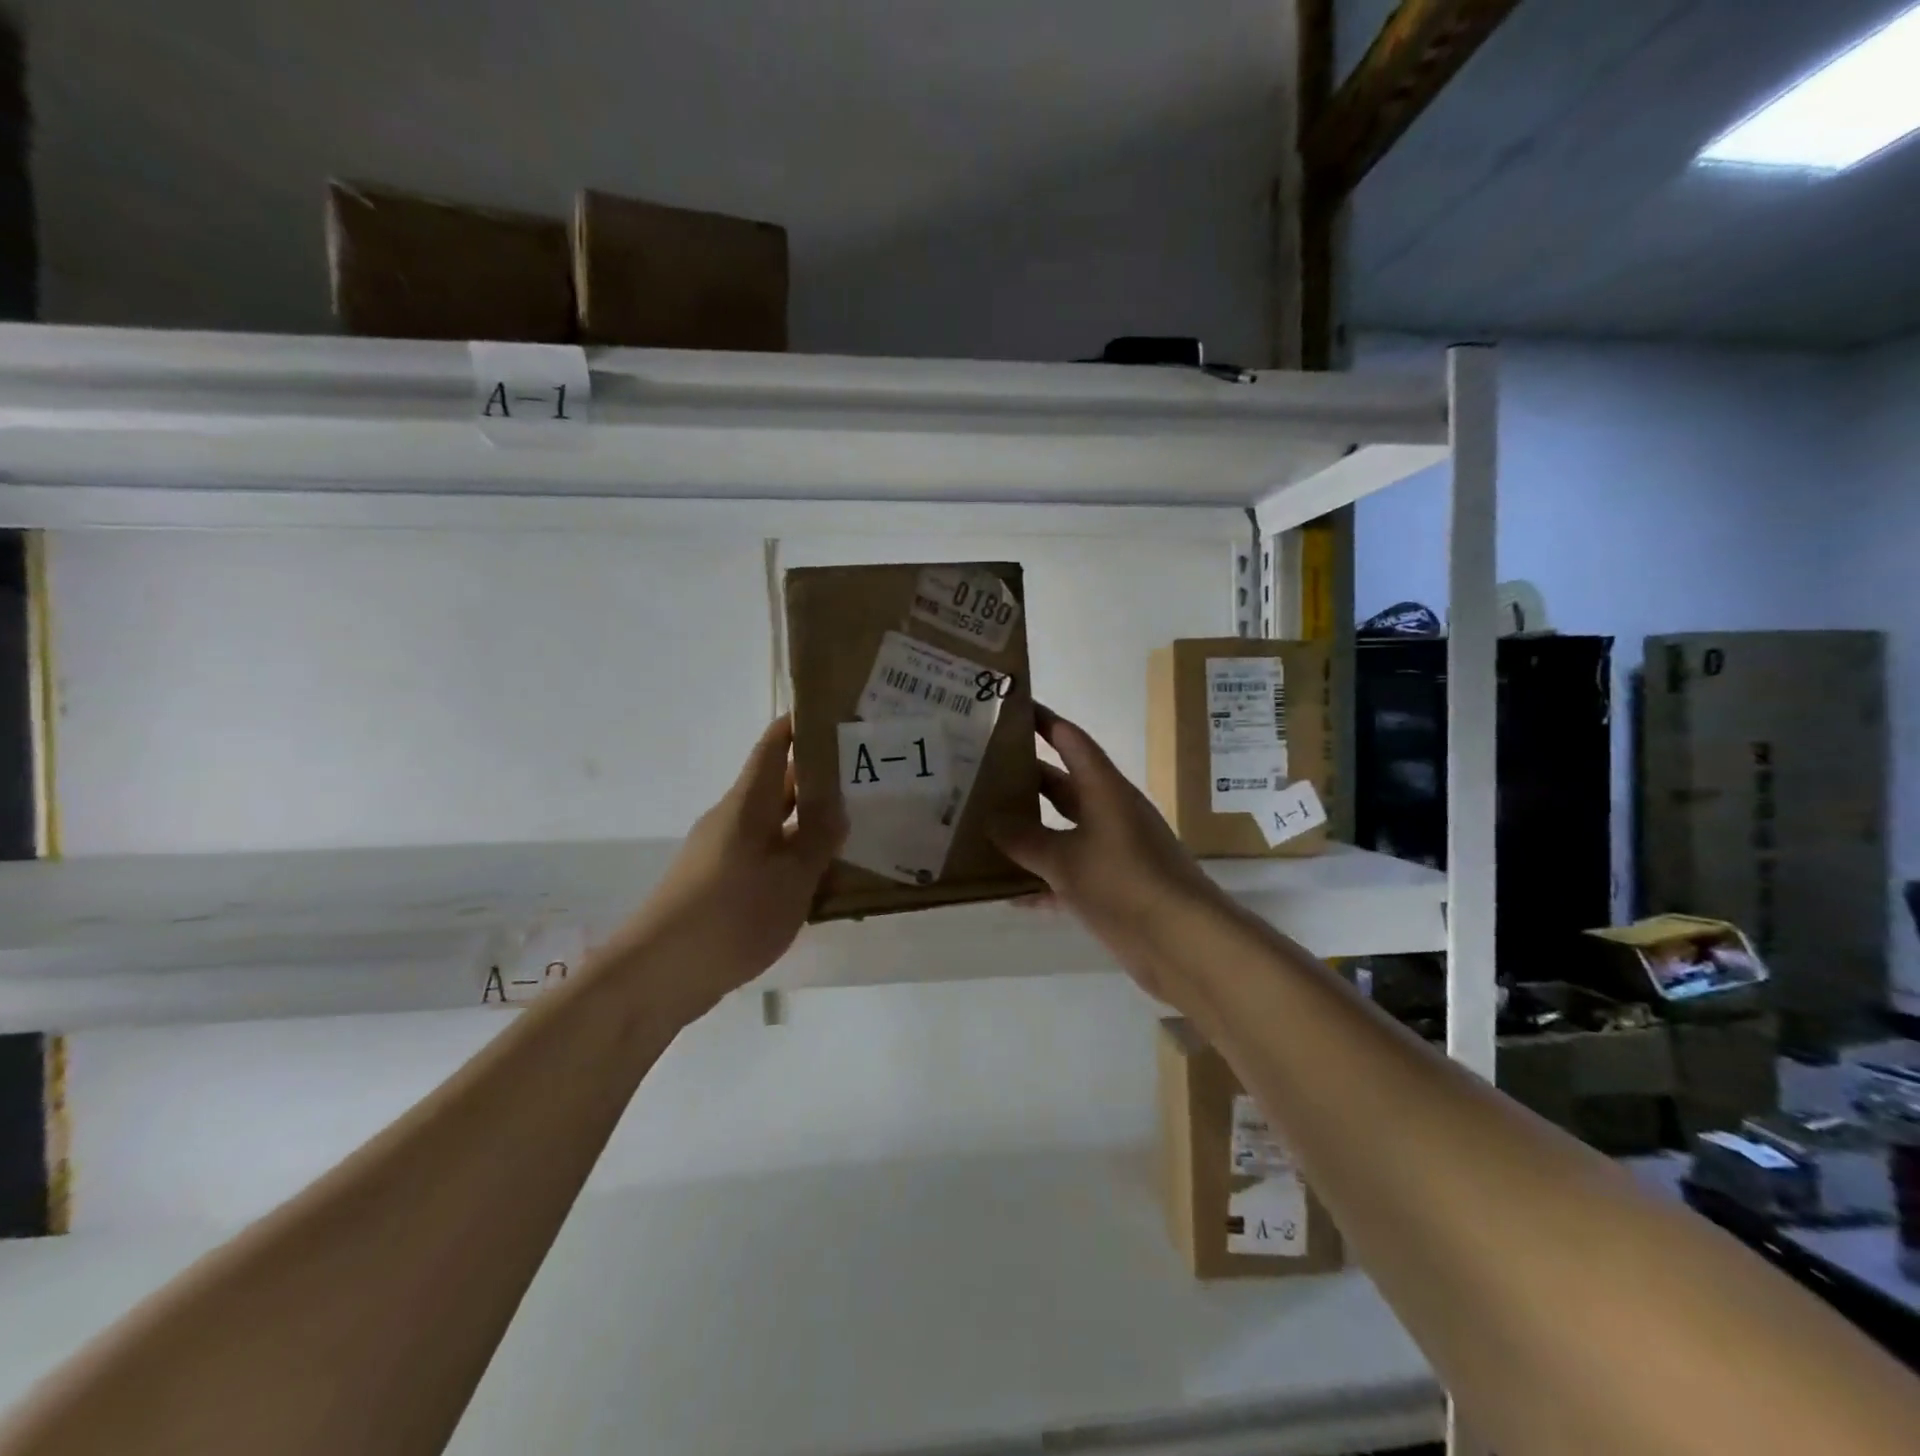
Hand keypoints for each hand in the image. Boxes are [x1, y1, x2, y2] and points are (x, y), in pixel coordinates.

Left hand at [614, 716, 843, 1016]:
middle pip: (777, 784)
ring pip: (774, 823)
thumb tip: (838, 803)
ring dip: (808, 820)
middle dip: (817, 775)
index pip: (774, 745)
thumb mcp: (791, 877)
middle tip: (865, 773)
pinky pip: (765, 856)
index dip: (800, 724)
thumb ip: (818, 838)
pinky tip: (821, 876)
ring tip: (855, 823)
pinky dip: (793, 855)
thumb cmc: (731, 914)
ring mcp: (723, 853)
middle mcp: (732, 819)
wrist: (659, 974)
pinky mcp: (720, 885)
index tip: (836, 713)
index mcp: (747, 803)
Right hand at [990, 706, 1226, 1004]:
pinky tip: (1007, 891)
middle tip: (982, 769)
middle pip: (1063, 785)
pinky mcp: (1112, 886)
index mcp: (1104, 790)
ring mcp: (1112, 850)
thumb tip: (990, 820)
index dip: (1044, 722)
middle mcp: (1109, 812)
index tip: (1012, 708)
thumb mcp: (1065, 859)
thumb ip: (1024, 839)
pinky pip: (1067, 873)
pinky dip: (1041, 879)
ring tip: (984, 823)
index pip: (1071, 741)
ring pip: (1062, 830)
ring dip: (1030, 829)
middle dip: (1026, 776)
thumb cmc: (1124, 883)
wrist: (1182, 941)